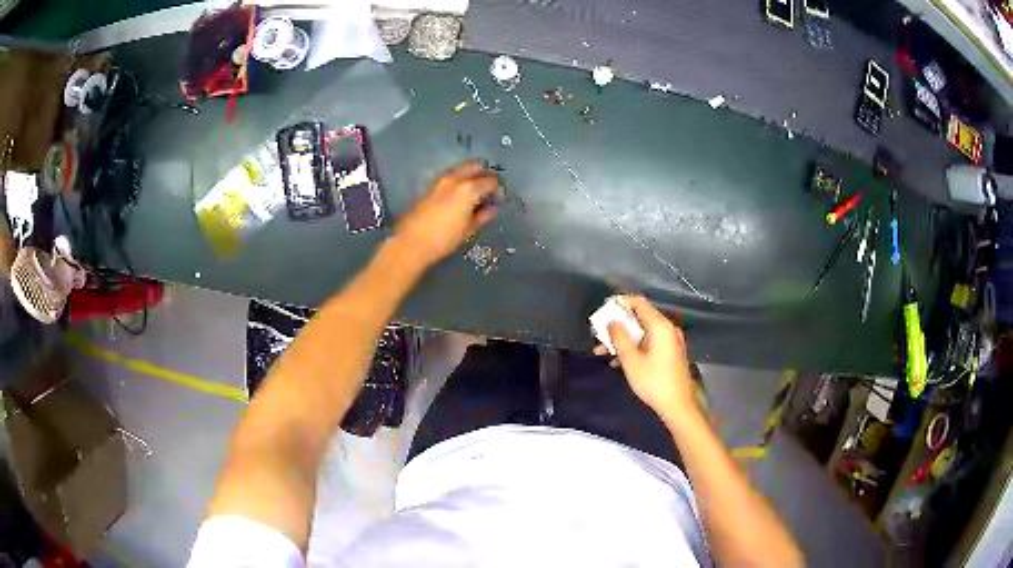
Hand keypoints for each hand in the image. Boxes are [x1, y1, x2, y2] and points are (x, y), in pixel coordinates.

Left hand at [393, 161, 500, 267]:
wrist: (412, 242)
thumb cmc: (444, 239)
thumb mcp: (468, 229)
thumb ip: (482, 216)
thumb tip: (491, 209)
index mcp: (469, 189)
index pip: (490, 181)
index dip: (498, 187)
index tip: (500, 196)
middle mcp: (455, 178)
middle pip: (475, 166)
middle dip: (485, 173)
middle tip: (490, 187)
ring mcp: (441, 180)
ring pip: (461, 168)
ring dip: (471, 174)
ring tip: (476, 189)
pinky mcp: (431, 185)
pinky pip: (451, 175)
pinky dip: (459, 178)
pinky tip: (461, 192)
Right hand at [593, 295, 695, 422]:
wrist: (678, 405)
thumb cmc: (653, 381)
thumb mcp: (631, 360)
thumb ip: (619, 337)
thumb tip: (611, 321)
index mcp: (660, 326)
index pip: (639, 303)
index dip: (620, 302)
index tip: (603, 308)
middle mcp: (668, 329)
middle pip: (640, 317)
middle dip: (618, 324)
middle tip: (598, 332)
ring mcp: (671, 341)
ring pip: (643, 332)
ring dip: (623, 338)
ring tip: (603, 349)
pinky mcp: (670, 353)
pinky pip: (649, 342)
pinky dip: (634, 346)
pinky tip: (618, 360)